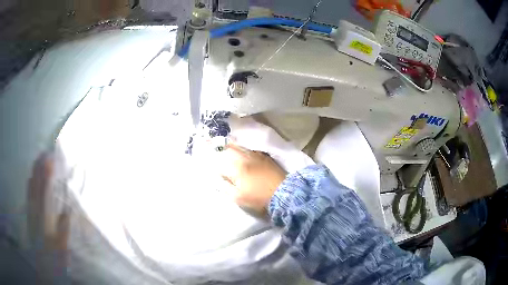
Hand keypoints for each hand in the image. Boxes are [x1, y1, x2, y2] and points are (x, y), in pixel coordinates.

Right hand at [218, 144, 286, 212]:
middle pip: (228, 149)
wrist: (283, 193)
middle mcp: (244, 157)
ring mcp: (255, 155)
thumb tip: (217, 178)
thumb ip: (225, 187)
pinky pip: (249, 149)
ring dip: (230, 146)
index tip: (211, 164)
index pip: (220, 161)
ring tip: (225, 146)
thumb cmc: (258, 198)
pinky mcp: (264, 156)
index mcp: (236, 167)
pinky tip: (241, 151)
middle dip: (220, 149)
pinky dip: (242, 148)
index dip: (214, 162)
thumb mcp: (238, 197)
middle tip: (213, 147)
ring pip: (239, 147)